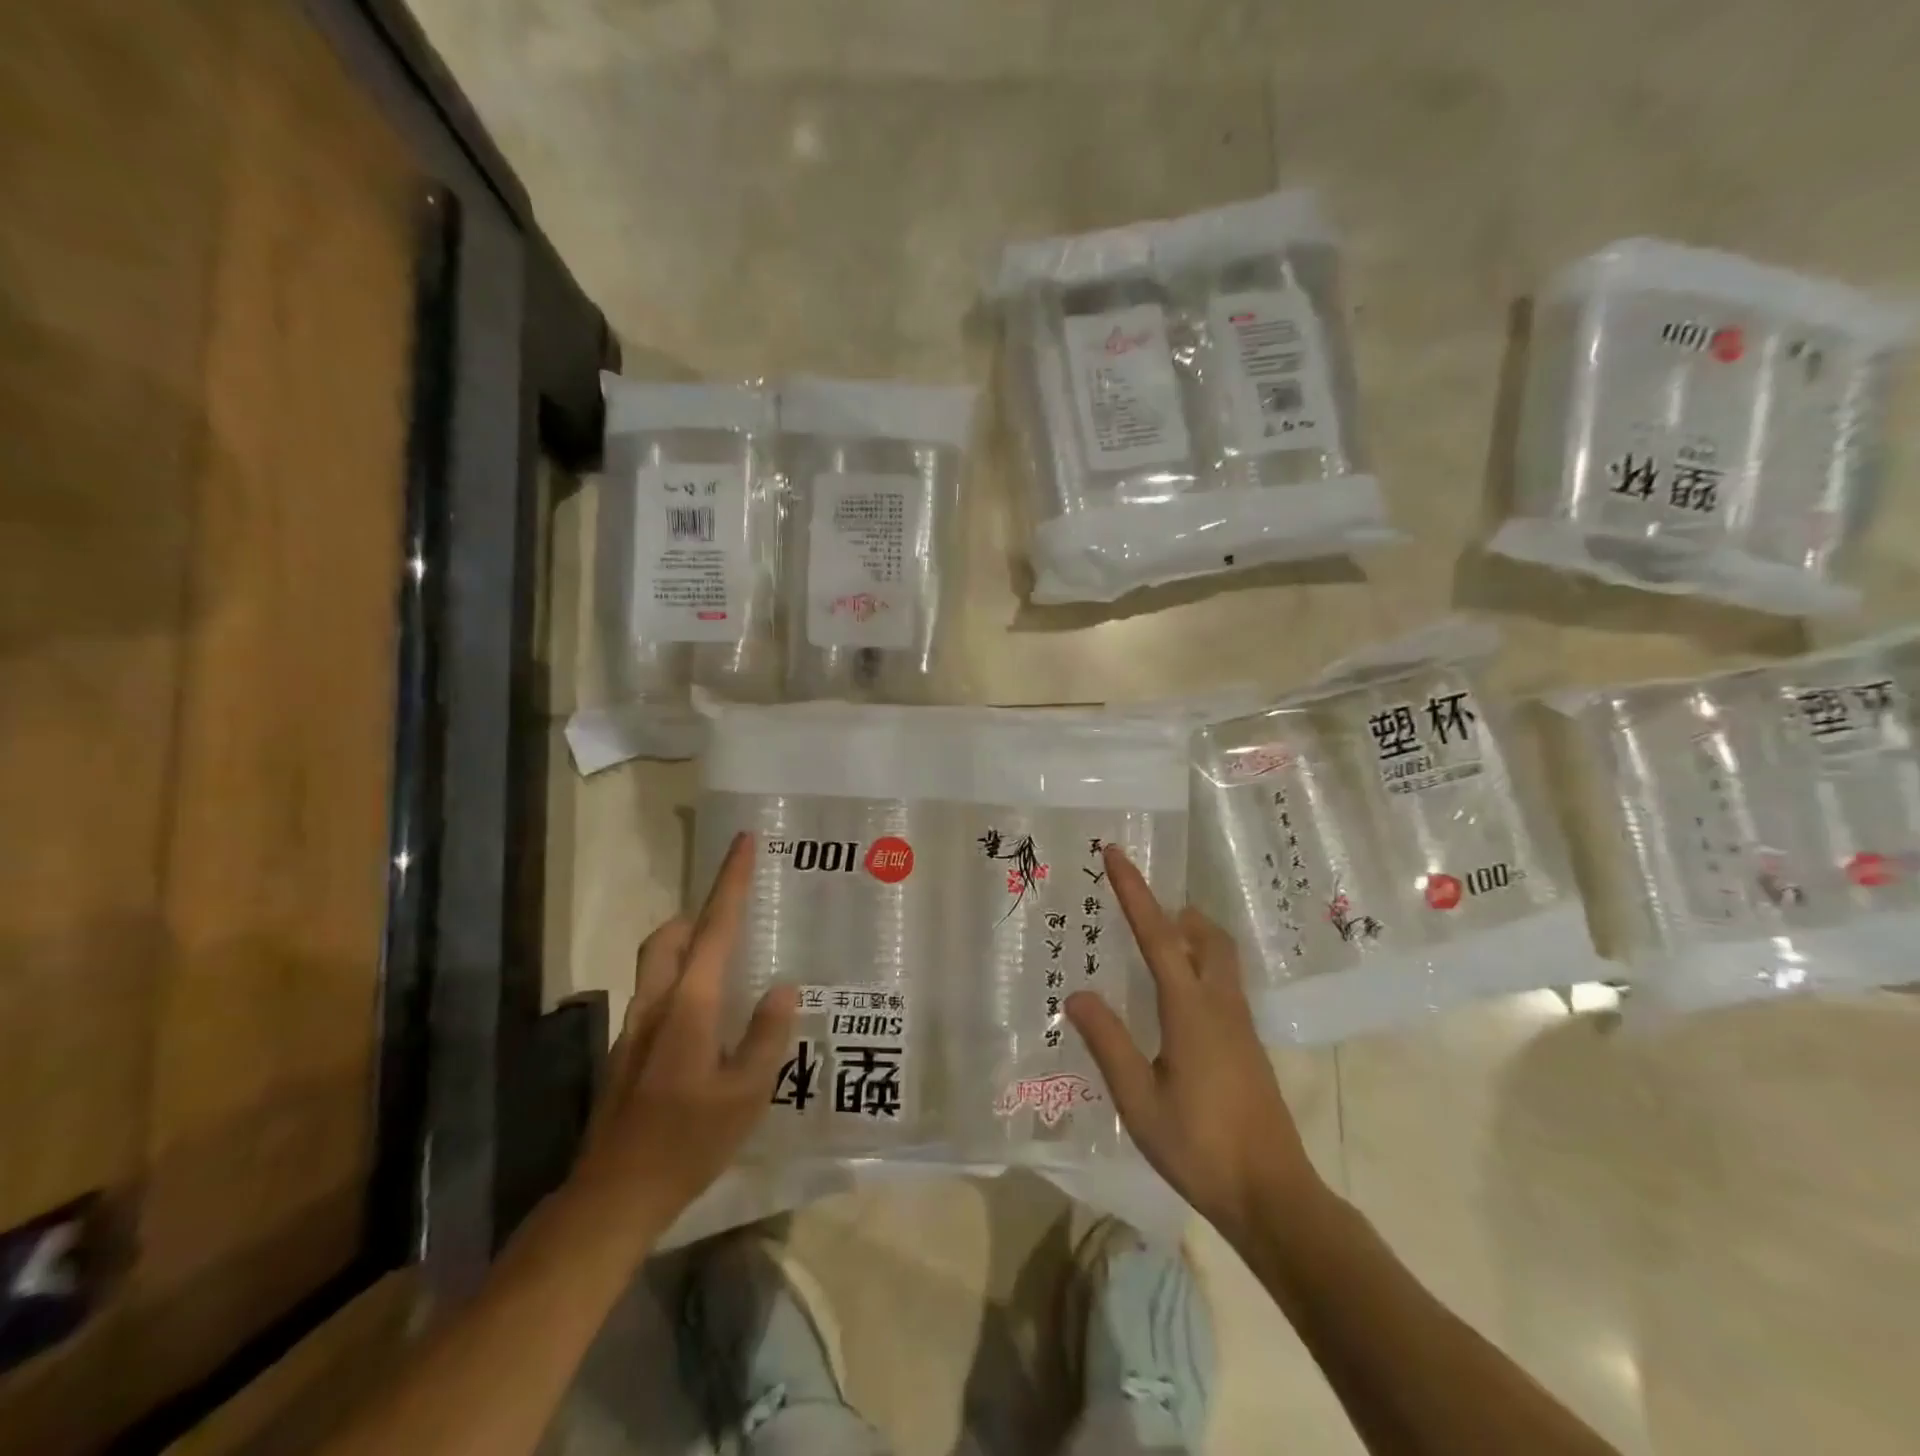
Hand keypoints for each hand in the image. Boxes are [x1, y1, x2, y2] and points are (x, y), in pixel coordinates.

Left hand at [572, 832, 796, 1231]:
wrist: (613, 1198)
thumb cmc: (688, 1142)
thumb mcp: (747, 1093)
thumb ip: (768, 1035)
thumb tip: (784, 988)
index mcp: (690, 1005)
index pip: (715, 927)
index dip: (731, 881)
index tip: (743, 841)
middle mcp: (657, 1005)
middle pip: (670, 937)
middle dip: (699, 914)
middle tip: (735, 919)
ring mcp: (635, 1029)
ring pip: (658, 966)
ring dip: (689, 949)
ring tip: (730, 969)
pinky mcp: (627, 1054)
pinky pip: (658, 996)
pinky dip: (683, 985)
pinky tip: (709, 1025)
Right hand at [1067, 845, 1322, 1241]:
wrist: (1272, 1194)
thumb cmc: (1200, 1146)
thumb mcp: (1139, 1100)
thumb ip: (1108, 1043)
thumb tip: (1076, 993)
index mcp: (1190, 1009)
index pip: (1158, 935)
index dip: (1134, 891)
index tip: (1116, 853)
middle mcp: (1220, 1004)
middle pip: (1205, 936)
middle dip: (1174, 911)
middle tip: (1140, 908)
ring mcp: (1240, 1024)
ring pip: (1219, 957)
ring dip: (1189, 936)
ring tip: (1153, 944)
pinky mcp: (1248, 1044)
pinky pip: (1222, 983)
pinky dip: (1198, 965)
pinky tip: (1176, 998)